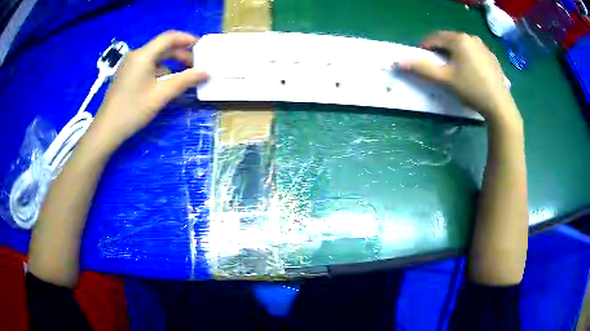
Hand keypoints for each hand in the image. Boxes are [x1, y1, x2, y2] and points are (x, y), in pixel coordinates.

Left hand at [90, 30, 208, 151]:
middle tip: (196, 66)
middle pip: (163, 47)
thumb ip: (184, 81)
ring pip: (156, 58)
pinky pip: (148, 66)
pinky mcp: (128, 75)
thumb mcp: (160, 95)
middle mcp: (136, 55)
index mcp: (143, 55)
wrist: (106, 130)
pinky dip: (161, 71)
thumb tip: (206, 72)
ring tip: (185, 76)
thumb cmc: (132, 111)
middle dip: (181, 54)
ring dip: (172, 63)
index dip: (187, 39)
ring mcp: (131, 65)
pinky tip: (167, 83)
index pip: (169, 37)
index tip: (202, 47)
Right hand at [398, 31, 519, 122]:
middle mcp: (471, 38)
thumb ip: (422, 68)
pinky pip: (474, 53)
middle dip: (440, 51)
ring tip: (454, 70)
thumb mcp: (445, 79)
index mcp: (459, 39)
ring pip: (462, 46)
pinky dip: (467, 58)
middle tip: (438, 66)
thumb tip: (399, 62)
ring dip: (454, 54)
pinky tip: (470, 73)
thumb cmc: (471, 89)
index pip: (434, 38)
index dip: (424, 47)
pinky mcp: (492, 58)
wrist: (499, 105)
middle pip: (449, 40)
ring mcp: (484, 47)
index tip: (421, 60)